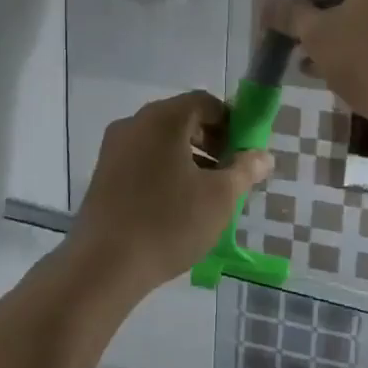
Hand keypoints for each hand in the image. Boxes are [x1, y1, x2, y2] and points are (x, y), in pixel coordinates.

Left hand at [72, 91, 271, 291]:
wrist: (103, 266)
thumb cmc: (169, 223)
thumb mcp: (220, 197)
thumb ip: (245, 170)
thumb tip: (263, 156)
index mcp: (163, 118)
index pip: (206, 102)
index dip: (231, 122)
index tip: (245, 152)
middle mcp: (135, 123)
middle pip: (183, 119)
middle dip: (212, 141)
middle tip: (230, 174)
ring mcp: (114, 148)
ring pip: (162, 141)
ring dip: (190, 157)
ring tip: (207, 193)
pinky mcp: (103, 173)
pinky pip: (143, 158)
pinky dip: (166, 169)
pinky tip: (177, 204)